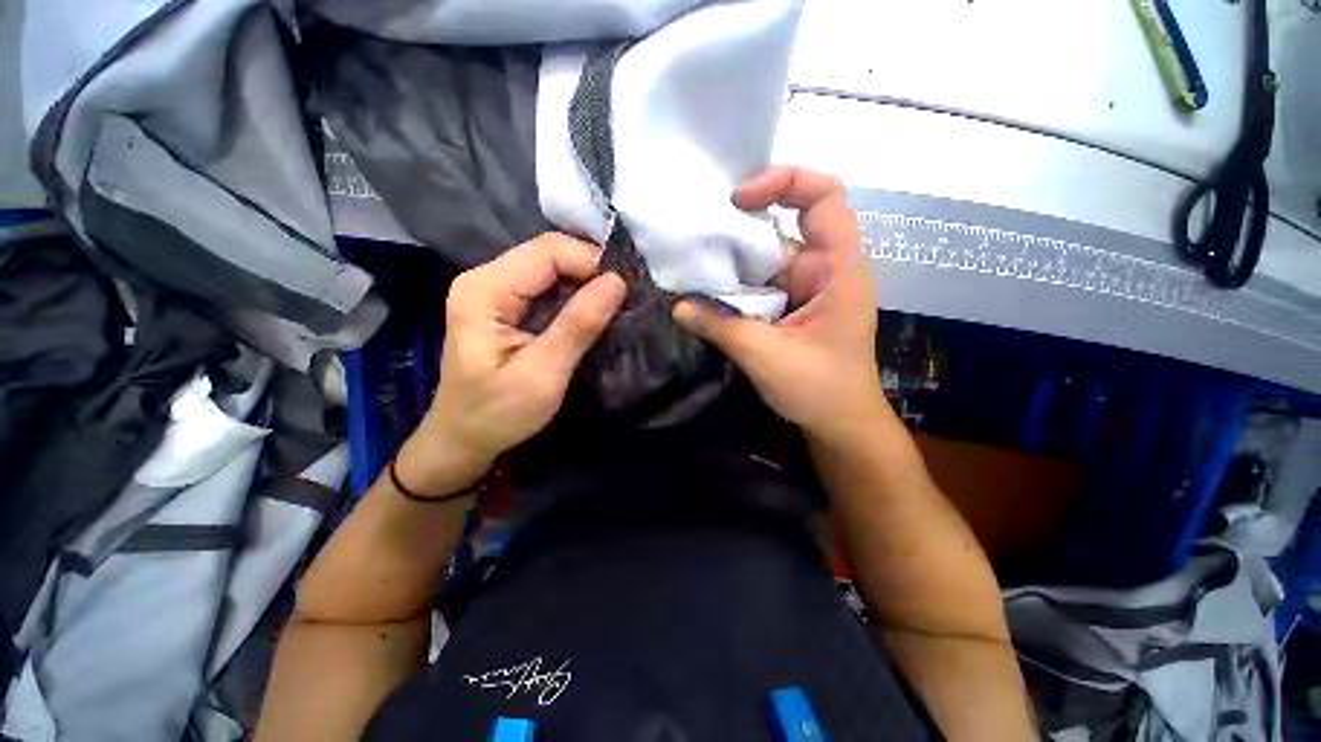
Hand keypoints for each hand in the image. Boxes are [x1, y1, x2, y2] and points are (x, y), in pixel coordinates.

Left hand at [398, 234, 626, 494]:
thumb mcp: (543, 374)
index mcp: (485, 290)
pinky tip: (593, 315)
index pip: (547, 252)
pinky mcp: (508, 306)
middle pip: (550, 254)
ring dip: (587, 284)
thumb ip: (578, 326)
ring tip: (615, 307)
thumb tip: (617, 282)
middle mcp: (486, 278)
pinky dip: (576, 297)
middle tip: (625, 300)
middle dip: (592, 272)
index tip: (624, 292)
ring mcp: (496, 290)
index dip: (591, 263)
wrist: (464, 438)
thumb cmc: (497, 413)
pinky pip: (550, 287)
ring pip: (553, 269)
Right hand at [673, 167, 885, 443]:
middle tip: (693, 238)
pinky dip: (733, 287)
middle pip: (780, 229)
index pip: (824, 196)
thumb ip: (721, 326)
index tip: (737, 201)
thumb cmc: (820, 390)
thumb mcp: (767, 356)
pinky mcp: (789, 309)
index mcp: (838, 269)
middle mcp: (822, 270)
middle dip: (737, 231)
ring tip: (689, 265)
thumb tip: (678, 306)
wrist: (841, 426)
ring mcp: (804, 290)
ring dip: (730, 263)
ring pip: (764, 260)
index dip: (783, 181)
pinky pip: (759, 286)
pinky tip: (704, 293)